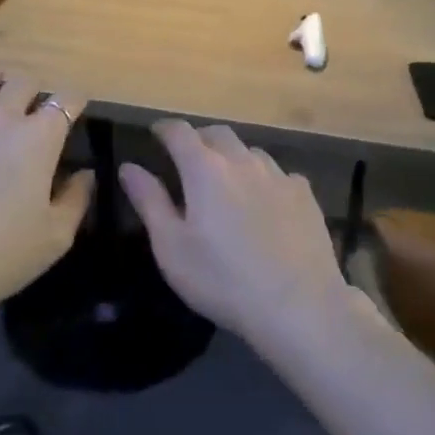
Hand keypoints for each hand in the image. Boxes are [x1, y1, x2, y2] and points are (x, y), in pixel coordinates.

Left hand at [0, 75, 93, 311]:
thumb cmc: (1, 256)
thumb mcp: (56, 237)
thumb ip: (76, 198)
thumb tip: (86, 173)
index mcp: (39, 138)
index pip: (66, 100)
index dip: (75, 100)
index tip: (77, 108)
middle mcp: (0, 119)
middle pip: (23, 82)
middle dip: (34, 90)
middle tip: (34, 107)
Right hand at [120, 121, 348, 350]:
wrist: (298, 305)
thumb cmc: (222, 279)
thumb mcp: (172, 247)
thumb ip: (149, 201)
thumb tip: (129, 167)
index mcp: (205, 169)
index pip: (179, 131)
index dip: (164, 129)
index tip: (156, 134)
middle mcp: (242, 161)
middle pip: (217, 134)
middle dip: (198, 139)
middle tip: (187, 159)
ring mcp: (278, 175)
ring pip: (249, 152)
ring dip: (232, 158)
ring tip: (226, 182)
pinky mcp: (305, 195)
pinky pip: (279, 174)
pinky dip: (264, 180)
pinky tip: (265, 204)